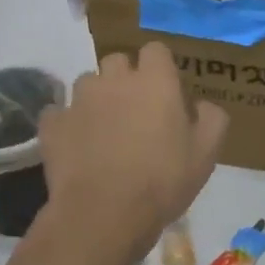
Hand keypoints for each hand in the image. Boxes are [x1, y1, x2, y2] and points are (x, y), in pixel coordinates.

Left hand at [37, 44, 227, 263]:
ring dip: (96, 98)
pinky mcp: (52, 124)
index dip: (160, 67)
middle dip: (125, 78)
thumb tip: (202, 105)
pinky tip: (77, 145)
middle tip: (136, 110)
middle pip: (117, 61)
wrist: (104, 215)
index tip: (165, 91)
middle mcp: (114, 80)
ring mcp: (79, 100)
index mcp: (155, 81)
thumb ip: (212, 119)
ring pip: (87, 83)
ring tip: (104, 129)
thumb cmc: (163, 181)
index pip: (155, 50)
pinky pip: (59, 113)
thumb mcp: (206, 153)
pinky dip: (68, 123)